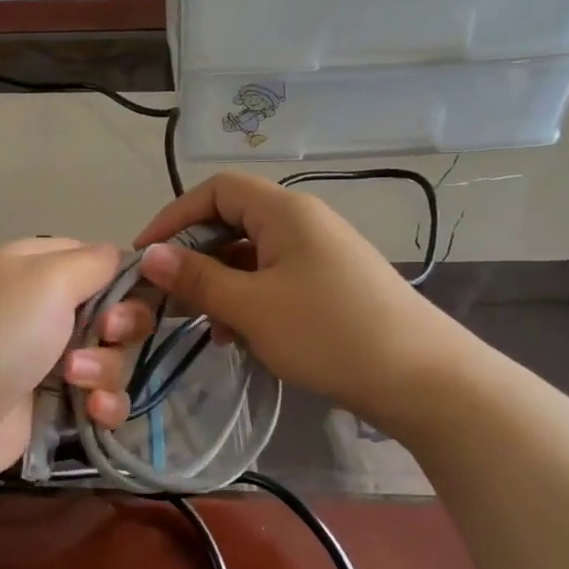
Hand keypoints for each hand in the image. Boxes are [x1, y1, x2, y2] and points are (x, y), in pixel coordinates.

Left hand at [0, 239, 154, 497]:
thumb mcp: (47, 278)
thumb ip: (95, 261)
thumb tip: (124, 258)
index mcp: (37, 267)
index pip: (99, 259)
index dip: (125, 277)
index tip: (136, 293)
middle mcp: (45, 308)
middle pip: (116, 310)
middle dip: (123, 325)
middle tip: (107, 334)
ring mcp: (50, 358)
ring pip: (113, 357)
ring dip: (106, 368)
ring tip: (75, 380)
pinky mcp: (55, 404)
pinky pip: (102, 398)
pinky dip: (103, 405)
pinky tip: (90, 412)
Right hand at [133, 172, 445, 432]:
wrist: (422, 379)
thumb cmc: (329, 333)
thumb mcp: (252, 307)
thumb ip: (197, 278)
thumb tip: (150, 255)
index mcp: (285, 212)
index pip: (216, 190)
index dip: (174, 216)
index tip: (145, 255)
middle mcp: (303, 222)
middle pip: (233, 221)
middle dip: (196, 256)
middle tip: (169, 296)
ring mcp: (320, 254)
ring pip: (252, 255)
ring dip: (221, 284)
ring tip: (207, 326)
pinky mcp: (331, 284)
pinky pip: (274, 279)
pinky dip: (249, 300)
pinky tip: (240, 336)